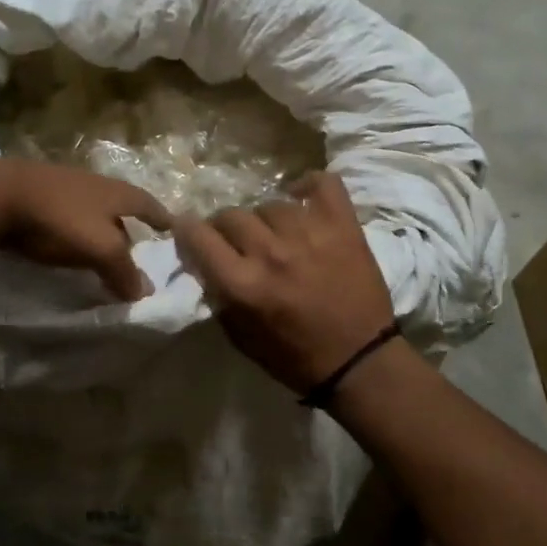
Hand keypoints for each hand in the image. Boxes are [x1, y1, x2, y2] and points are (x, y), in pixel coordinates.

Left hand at [0, 158, 171, 300]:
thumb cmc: (57, 219)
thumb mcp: (100, 248)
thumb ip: (124, 271)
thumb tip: (144, 292)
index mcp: (115, 192)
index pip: (149, 204)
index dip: (163, 219)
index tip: (175, 230)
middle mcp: (93, 183)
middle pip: (120, 205)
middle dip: (130, 226)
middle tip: (137, 250)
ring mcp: (61, 186)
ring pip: (91, 209)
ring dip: (100, 228)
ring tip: (102, 251)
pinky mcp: (34, 195)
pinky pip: (64, 214)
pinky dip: (73, 230)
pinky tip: (66, 244)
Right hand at [174, 173, 395, 392]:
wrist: (360, 361)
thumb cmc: (295, 357)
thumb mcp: (240, 337)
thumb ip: (218, 295)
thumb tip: (204, 262)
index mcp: (243, 284)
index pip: (197, 235)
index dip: (187, 231)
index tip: (190, 234)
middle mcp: (271, 253)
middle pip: (231, 215)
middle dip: (225, 229)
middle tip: (237, 242)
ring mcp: (310, 234)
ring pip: (270, 204)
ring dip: (266, 219)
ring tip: (276, 234)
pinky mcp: (343, 226)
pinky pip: (322, 184)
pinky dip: (309, 186)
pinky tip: (302, 199)